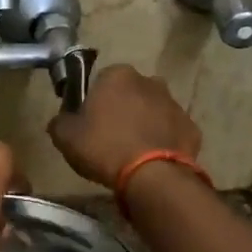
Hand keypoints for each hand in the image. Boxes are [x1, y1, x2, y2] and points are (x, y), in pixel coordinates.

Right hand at [47, 64, 200, 187]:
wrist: (152, 176)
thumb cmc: (103, 147)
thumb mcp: (65, 137)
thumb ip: (60, 121)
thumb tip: (61, 120)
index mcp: (117, 75)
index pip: (100, 80)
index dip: (93, 101)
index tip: (88, 121)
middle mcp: (149, 81)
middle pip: (130, 93)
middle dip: (121, 109)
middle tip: (109, 137)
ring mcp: (174, 104)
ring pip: (152, 111)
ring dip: (143, 124)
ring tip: (131, 152)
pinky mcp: (191, 128)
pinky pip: (170, 132)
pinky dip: (162, 141)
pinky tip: (152, 161)